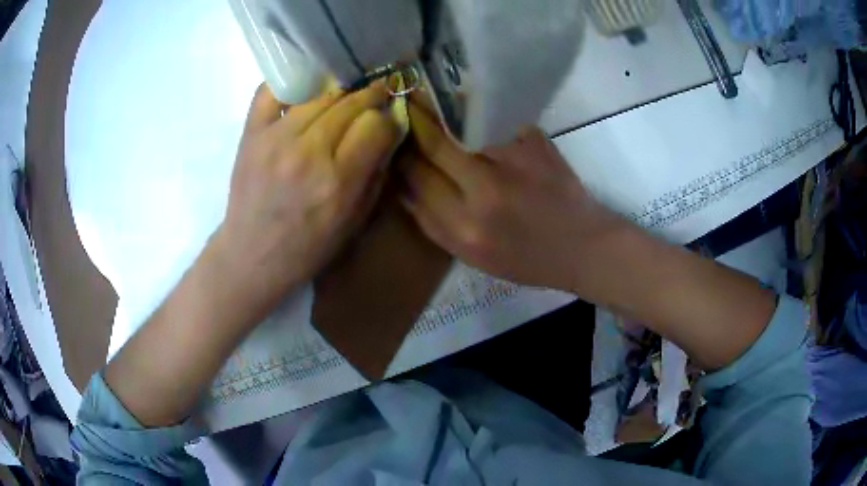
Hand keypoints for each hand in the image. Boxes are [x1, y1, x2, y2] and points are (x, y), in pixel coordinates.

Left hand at [214, 82, 400, 318]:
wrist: (252, 255)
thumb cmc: (308, 247)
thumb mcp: (355, 222)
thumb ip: (376, 173)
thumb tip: (389, 132)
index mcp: (338, 181)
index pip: (376, 125)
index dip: (388, 121)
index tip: (388, 125)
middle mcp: (308, 153)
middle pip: (351, 103)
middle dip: (371, 97)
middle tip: (376, 97)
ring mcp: (275, 139)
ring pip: (320, 93)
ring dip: (339, 91)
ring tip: (345, 95)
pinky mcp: (251, 134)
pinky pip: (272, 91)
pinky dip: (291, 84)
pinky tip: (305, 90)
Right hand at [399, 98, 620, 291]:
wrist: (583, 244)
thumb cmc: (527, 259)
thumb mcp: (473, 257)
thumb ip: (434, 223)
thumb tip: (404, 186)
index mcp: (465, 227)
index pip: (416, 179)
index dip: (402, 158)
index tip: (395, 144)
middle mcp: (485, 190)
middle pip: (434, 145)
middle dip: (417, 125)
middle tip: (409, 109)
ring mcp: (513, 160)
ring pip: (463, 130)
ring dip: (452, 123)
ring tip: (451, 120)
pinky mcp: (534, 142)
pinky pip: (496, 126)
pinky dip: (489, 129)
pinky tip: (495, 138)